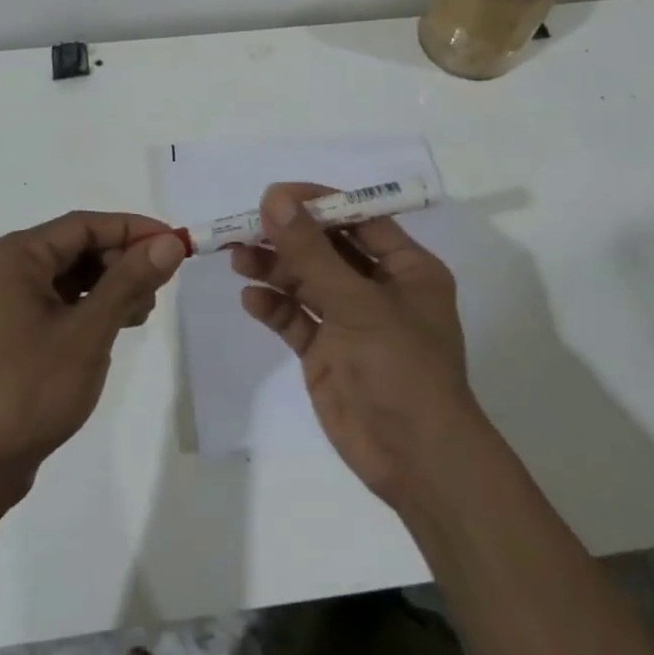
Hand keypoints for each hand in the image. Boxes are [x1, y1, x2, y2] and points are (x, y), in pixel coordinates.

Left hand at [0, 211, 185, 509]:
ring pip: (69, 276)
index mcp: (13, 256)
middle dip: (121, 263)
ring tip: (140, 314)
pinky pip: (57, 302)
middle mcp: (3, 268)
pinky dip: (89, 308)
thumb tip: (169, 244)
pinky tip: (116, 327)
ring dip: (109, 287)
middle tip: (158, 290)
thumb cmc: (29, 389)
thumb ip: (130, 281)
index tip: (176, 243)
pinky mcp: (8, 330)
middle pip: (76, 248)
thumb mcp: (88, 331)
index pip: (83, 225)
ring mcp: (2, 301)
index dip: (133, 230)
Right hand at [232, 183, 491, 509]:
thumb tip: (274, 197)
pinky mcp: (327, 352)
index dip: (317, 203)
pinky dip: (274, 307)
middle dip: (288, 237)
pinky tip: (251, 300)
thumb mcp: (357, 302)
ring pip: (306, 282)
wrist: (415, 459)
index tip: (274, 195)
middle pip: (326, 249)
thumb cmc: (401, 367)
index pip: (358, 219)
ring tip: (238, 258)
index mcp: (406, 268)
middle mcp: (379, 289)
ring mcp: (351, 322)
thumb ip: (310, 251)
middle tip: (245, 226)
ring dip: (274, 269)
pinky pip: (296, 319)